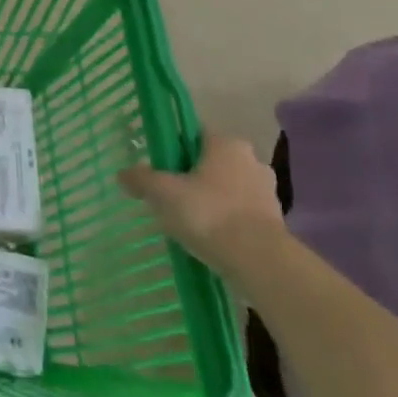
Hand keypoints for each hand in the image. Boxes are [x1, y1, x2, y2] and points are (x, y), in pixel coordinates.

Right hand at [119, 133, 286, 281]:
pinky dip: (225, 221)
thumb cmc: (209, 214)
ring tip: (188, 221)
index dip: (172, 148)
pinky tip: (209, 237)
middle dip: (191, 176)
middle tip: (169, 196)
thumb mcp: (163, 193)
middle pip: (210, 161)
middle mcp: (251, 160)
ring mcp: (267, 191)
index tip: (158, 167)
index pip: (193, 134)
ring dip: (209, 199)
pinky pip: (240, 213)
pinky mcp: (275, 221)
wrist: (260, 262)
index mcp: (226, 143)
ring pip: (226, 188)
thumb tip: (122, 174)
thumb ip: (141, 179)